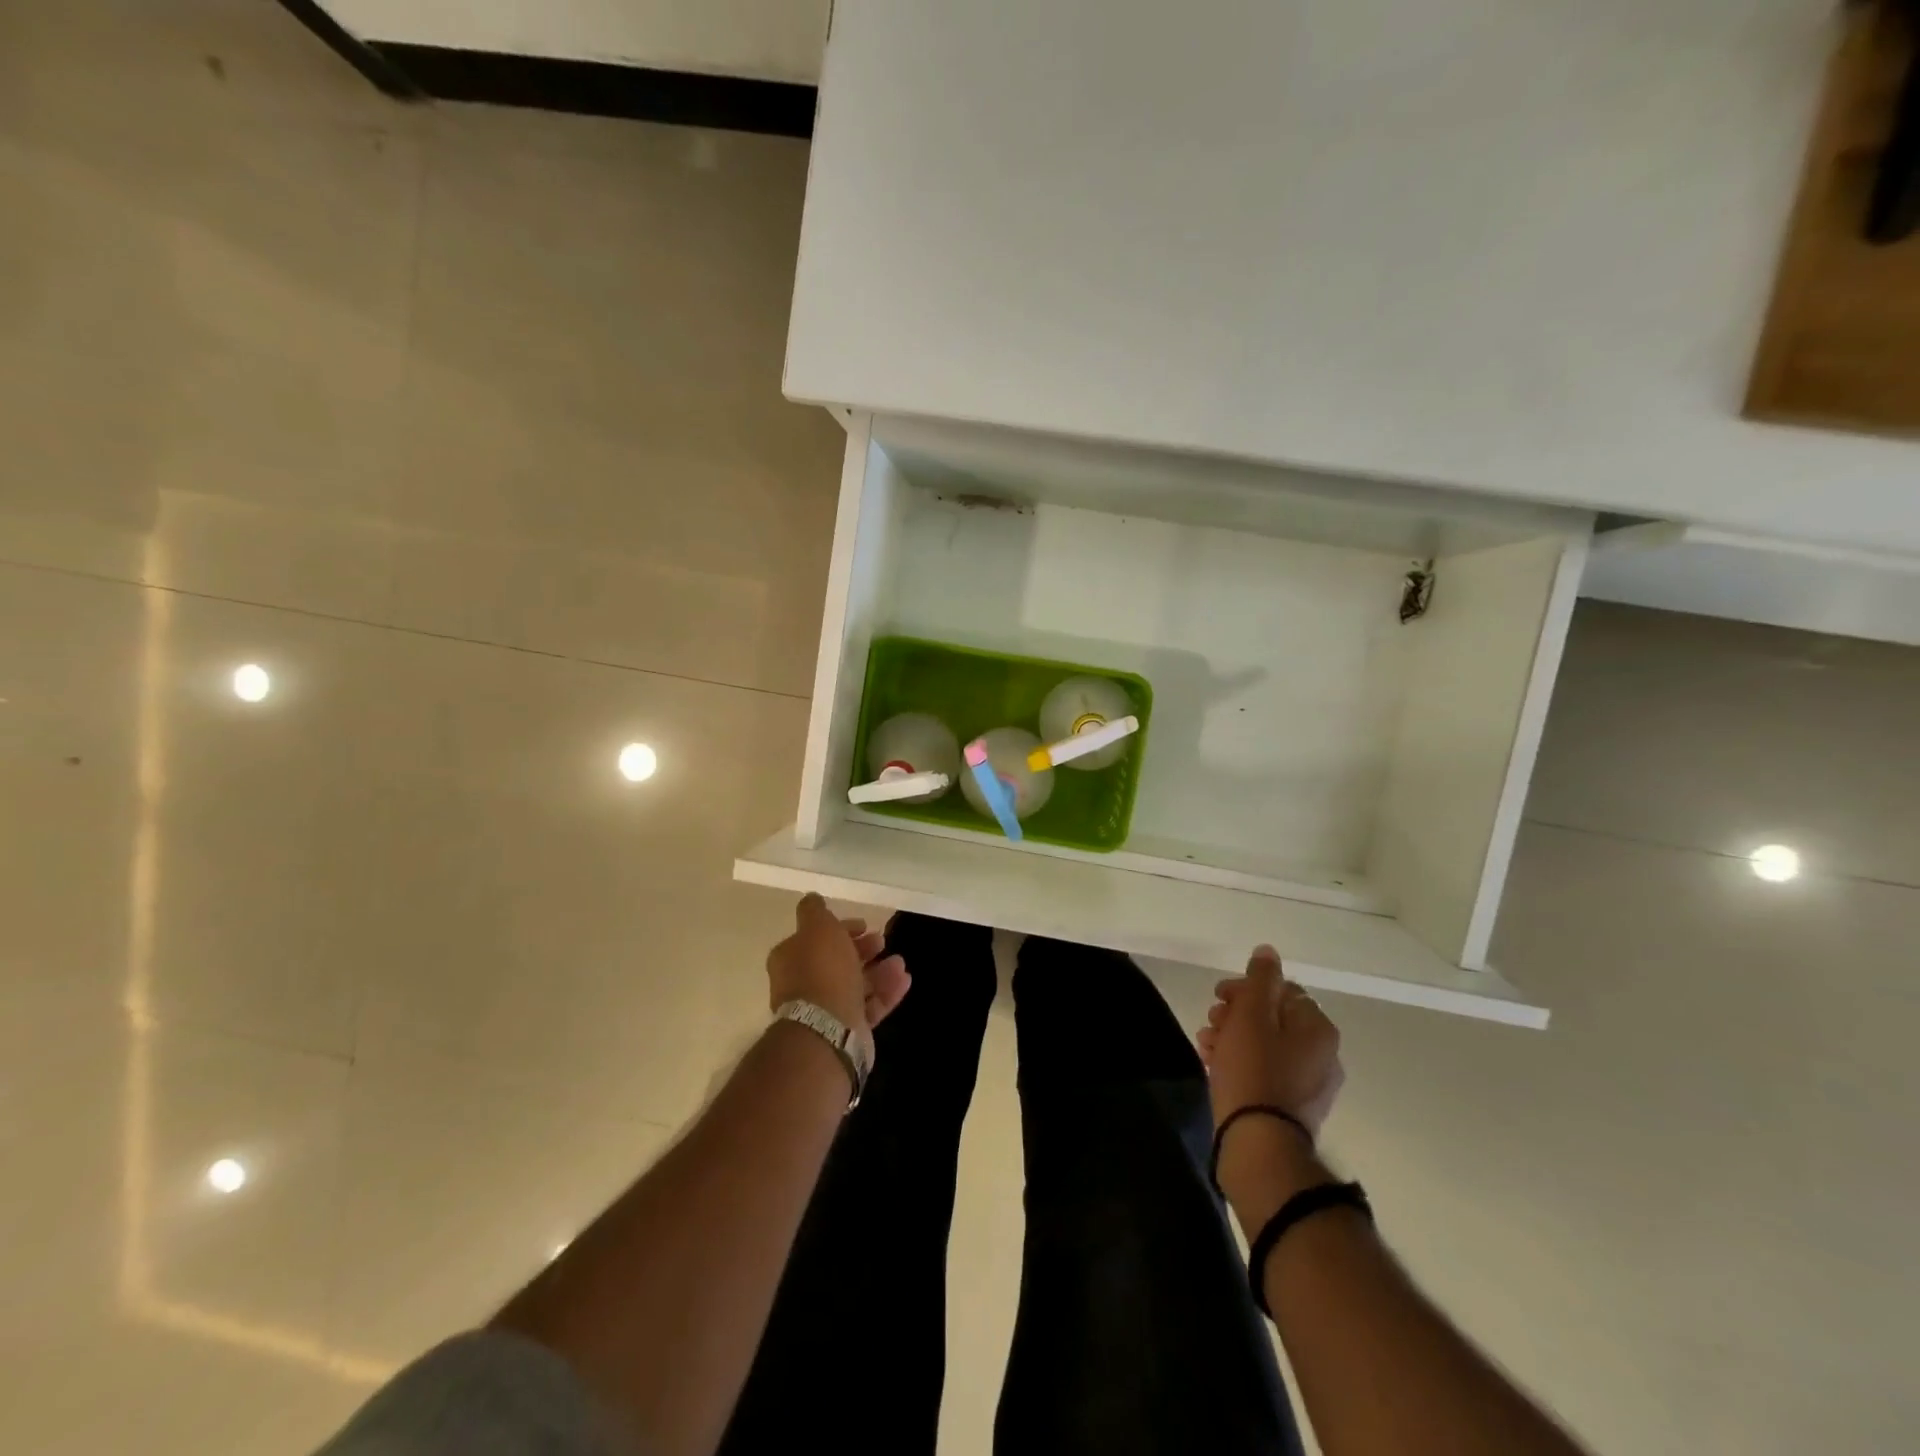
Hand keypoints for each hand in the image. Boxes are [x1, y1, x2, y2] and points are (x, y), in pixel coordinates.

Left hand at [766, 893, 910, 1039]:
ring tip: (900, 963)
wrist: (827, 1030)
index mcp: (791, 959)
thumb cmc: (822, 971)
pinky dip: (886, 992)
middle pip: (837, 961)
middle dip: (862, 949)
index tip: (863, 924)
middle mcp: (804, 984)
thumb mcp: (817, 927)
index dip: (840, 928)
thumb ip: (814, 910)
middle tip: (882, 941)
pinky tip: (904, 980)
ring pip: (855, 984)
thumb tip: (812, 898)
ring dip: (879, 971)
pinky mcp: (846, 1028)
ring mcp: (825, 1009)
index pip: (816, 938)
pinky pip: (868, 1006)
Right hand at [1199, 945, 1343, 1139]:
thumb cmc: (1254, 1070)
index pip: (1282, 990)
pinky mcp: (1293, 1109)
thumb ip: (1260, 979)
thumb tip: (1268, 951)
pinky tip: (1215, 1066)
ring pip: (1266, 1046)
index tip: (1218, 997)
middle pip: (1273, 1018)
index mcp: (1318, 1029)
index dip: (1246, 988)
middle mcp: (1323, 1055)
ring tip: (1206, 1046)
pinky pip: (1266, 1072)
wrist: (1260, 1145)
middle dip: (1236, 1014)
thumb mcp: (1251, 1014)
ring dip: (1233, 1038)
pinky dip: (1241, 1063)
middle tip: (1211, 1022)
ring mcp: (1310, 1085)